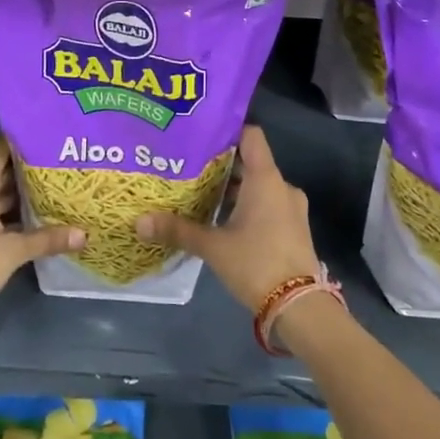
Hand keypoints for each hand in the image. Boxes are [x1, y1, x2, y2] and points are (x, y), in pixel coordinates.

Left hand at [0, 139, 83, 331]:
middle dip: (27, 172)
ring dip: (17, 196)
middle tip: (60, 166)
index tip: (49, 138)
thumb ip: (47, 239)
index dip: (23, 142)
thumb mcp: (13, 252)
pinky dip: (6, 214)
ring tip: (52, 192)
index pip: (0, 150)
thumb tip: (84, 234)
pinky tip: (30, 222)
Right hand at [135, 125, 318, 312]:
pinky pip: (267, 205)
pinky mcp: (293, 229)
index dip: (228, 130)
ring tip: (200, 192)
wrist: (300, 307)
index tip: (201, 132)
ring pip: (258, 187)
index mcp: (266, 179)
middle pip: (251, 163)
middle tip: (189, 165)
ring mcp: (291, 209)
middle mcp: (282, 187)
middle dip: (222, 165)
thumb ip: (178, 230)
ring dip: (234, 189)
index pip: (251, 136)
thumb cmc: (257, 264)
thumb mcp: (213, 247)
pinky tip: (221, 219)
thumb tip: (139, 221)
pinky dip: (246, 206)